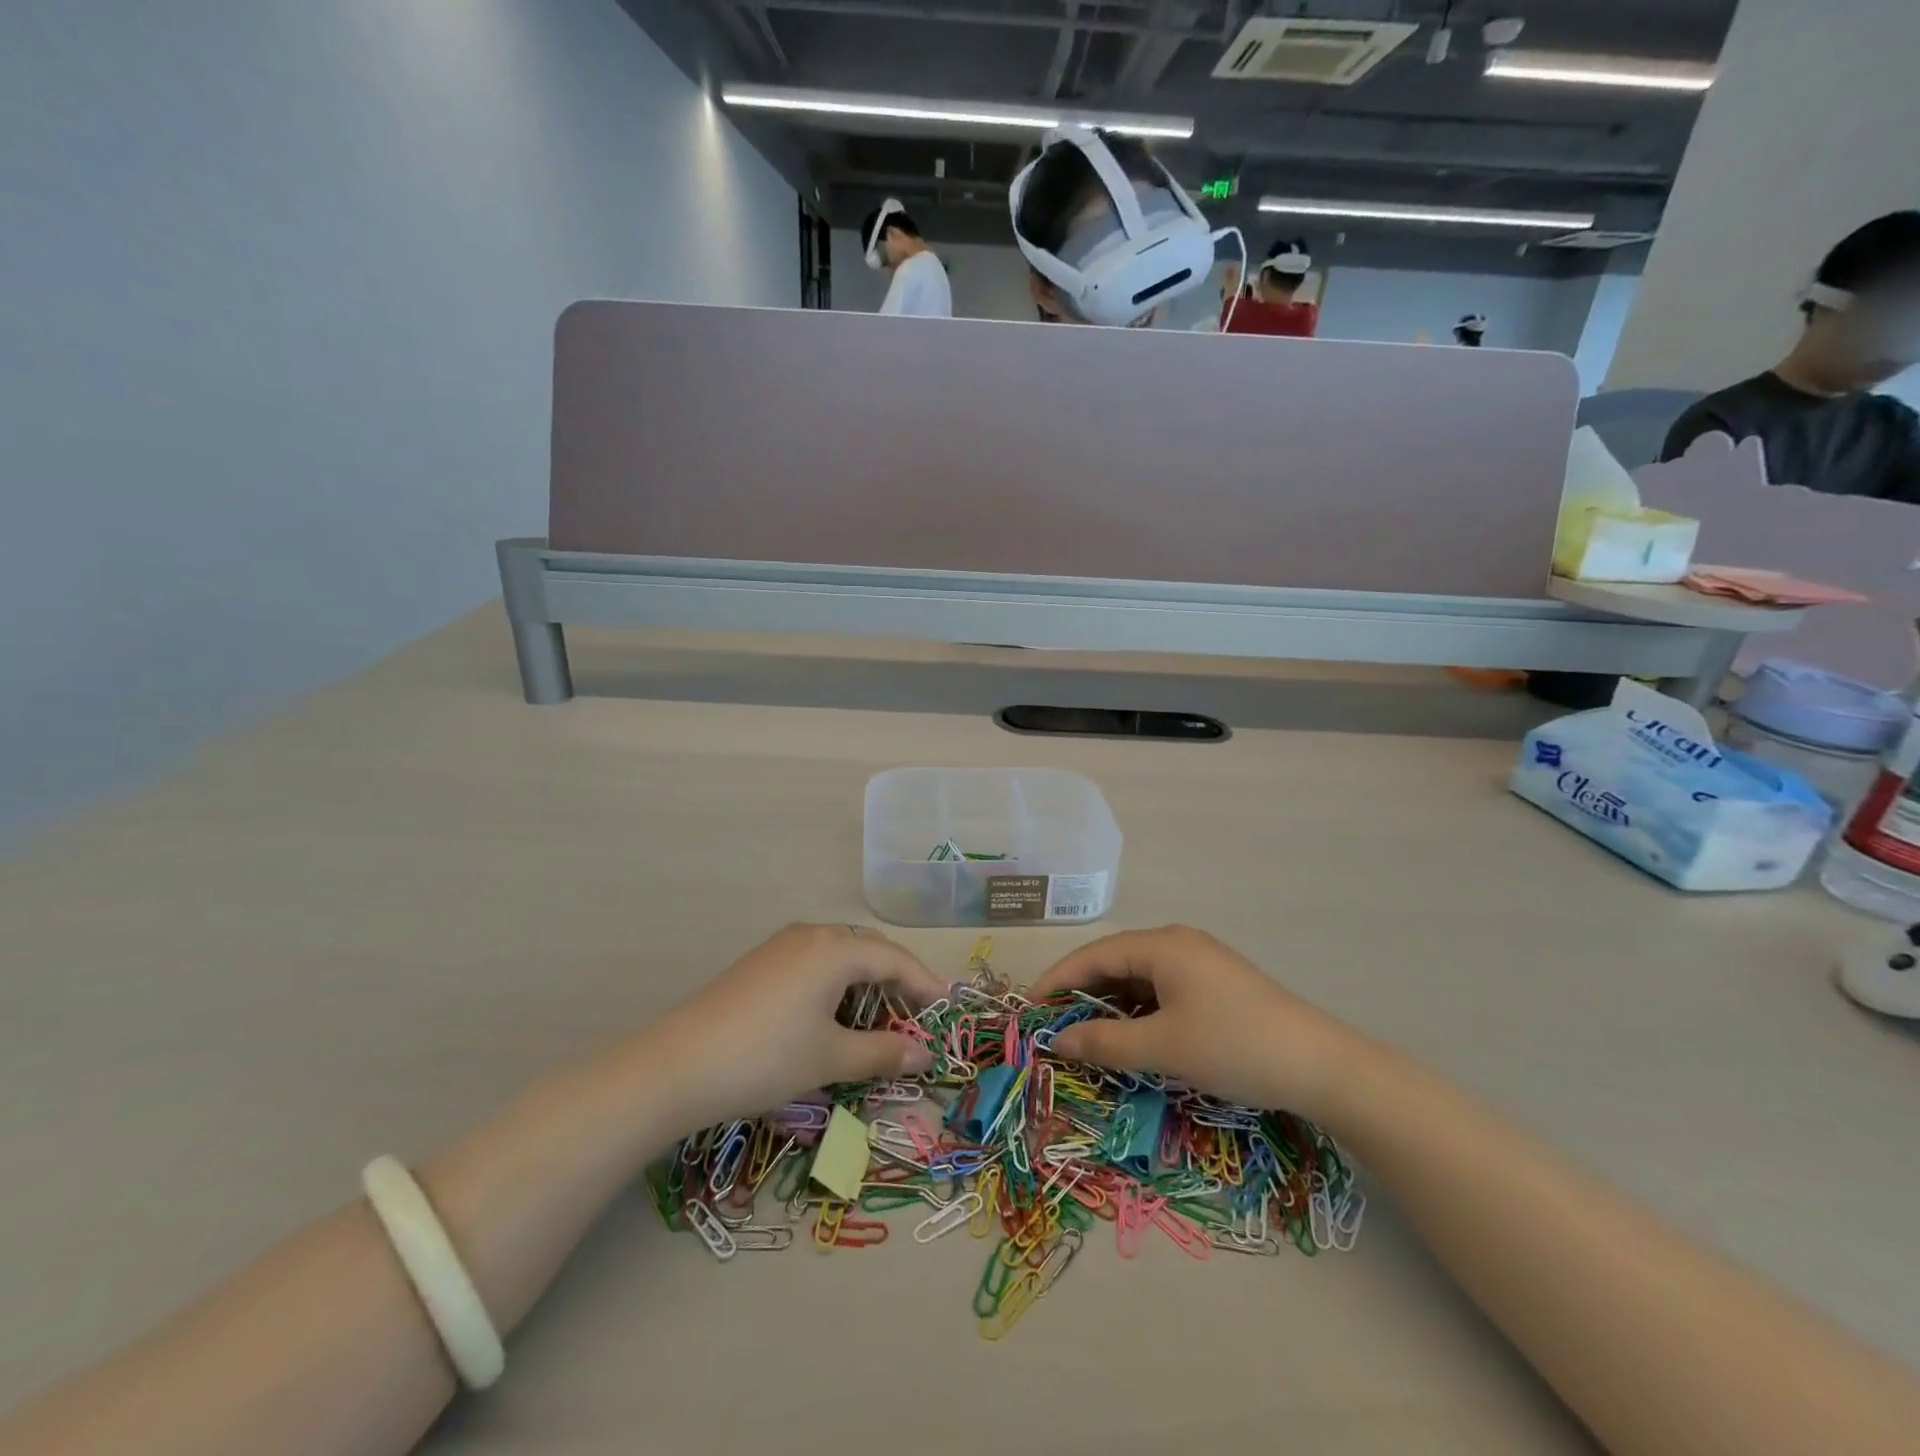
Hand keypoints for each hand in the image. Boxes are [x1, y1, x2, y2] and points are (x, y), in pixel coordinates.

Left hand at [647, 923, 945, 1134]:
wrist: (677, 1066)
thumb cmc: (767, 1057)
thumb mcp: (831, 1058)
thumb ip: (883, 1052)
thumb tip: (926, 1055)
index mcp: (835, 948)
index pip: (895, 959)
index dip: (925, 984)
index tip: (947, 1009)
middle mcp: (811, 934)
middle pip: (869, 949)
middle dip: (897, 979)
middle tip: (917, 1013)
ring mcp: (782, 945)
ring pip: (840, 954)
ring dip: (866, 981)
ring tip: (879, 1017)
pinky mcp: (761, 963)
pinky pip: (815, 962)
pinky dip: (837, 983)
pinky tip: (833, 1014)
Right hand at [1030, 925, 1361, 1120]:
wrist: (1321, 1066)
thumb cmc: (1234, 1047)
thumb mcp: (1163, 1048)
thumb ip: (1104, 1042)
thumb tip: (1056, 1040)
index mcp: (1161, 945)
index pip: (1093, 956)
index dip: (1056, 981)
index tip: (1026, 1008)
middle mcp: (1176, 943)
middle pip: (1113, 962)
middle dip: (1079, 994)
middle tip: (1050, 1024)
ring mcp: (1198, 963)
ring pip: (1137, 979)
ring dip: (1108, 1005)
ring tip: (1082, 1034)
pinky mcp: (1214, 985)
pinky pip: (1160, 990)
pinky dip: (1137, 1011)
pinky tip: (1128, 1035)